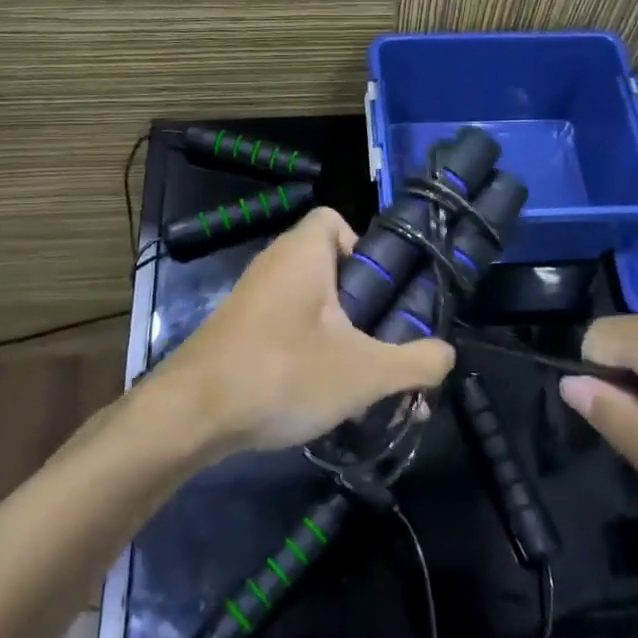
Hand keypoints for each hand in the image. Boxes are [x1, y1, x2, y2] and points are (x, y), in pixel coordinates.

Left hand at [154, 207, 454, 454]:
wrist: (190, 417)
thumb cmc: (282, 374)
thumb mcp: (365, 373)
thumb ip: (416, 362)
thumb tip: (447, 355)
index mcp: (302, 254)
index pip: (334, 219)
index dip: (364, 247)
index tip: (382, 292)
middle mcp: (275, 266)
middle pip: (330, 268)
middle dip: (363, 306)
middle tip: (384, 344)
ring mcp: (253, 301)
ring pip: (311, 306)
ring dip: (341, 338)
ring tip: (363, 382)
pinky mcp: (239, 334)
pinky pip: (287, 330)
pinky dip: (310, 353)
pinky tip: (324, 398)